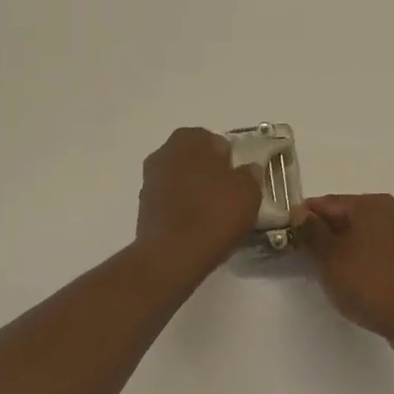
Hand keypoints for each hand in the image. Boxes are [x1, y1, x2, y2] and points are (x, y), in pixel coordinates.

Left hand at [135, 128, 263, 275]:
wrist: (172, 254)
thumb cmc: (214, 213)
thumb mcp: (248, 192)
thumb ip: (250, 175)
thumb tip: (249, 169)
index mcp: (190, 139)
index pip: (215, 141)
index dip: (229, 159)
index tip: (239, 178)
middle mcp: (165, 152)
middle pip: (194, 158)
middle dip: (209, 171)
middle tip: (228, 194)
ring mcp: (150, 178)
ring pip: (180, 177)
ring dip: (194, 188)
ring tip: (212, 212)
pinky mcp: (143, 205)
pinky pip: (170, 198)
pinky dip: (181, 205)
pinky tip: (195, 224)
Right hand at [299, 194, 393, 347]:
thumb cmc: (371, 283)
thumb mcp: (330, 257)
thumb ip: (312, 232)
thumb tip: (299, 212)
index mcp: (372, 204)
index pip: (328, 202)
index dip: (304, 218)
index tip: (286, 235)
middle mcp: (393, 212)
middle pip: (348, 217)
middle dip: (324, 234)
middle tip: (304, 256)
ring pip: (364, 235)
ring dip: (343, 249)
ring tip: (327, 272)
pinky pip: (379, 252)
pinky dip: (363, 260)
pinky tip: (355, 280)